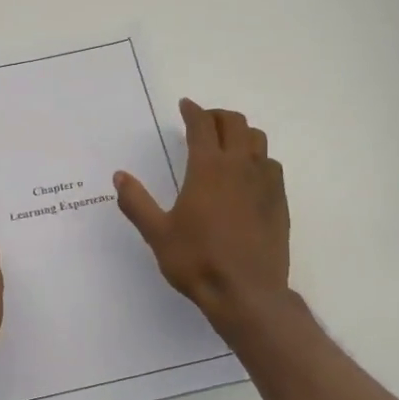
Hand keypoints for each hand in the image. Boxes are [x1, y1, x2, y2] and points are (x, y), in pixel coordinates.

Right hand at [115, 99, 290, 332]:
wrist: (247, 293)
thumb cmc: (197, 261)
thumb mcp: (157, 233)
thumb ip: (137, 202)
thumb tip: (119, 177)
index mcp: (208, 168)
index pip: (202, 125)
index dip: (193, 111)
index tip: (185, 105)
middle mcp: (240, 166)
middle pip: (235, 123)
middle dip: (218, 116)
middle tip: (203, 122)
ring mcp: (265, 183)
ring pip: (258, 140)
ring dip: (241, 133)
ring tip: (227, 144)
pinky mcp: (279, 201)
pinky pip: (271, 165)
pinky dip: (258, 158)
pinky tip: (248, 175)